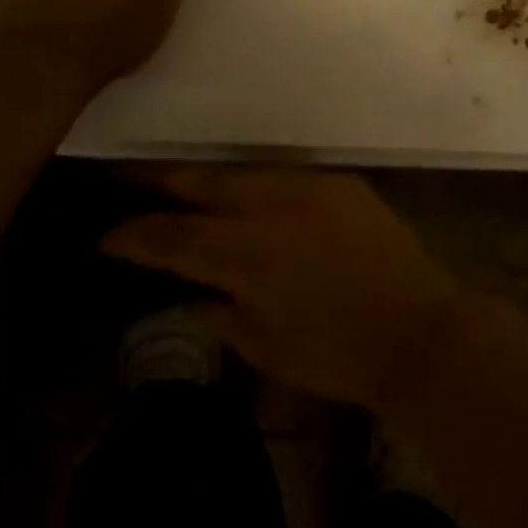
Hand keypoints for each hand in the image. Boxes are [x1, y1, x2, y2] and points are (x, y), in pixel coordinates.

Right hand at [101, 169, 462, 411]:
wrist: (419, 330)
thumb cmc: (337, 355)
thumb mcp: (267, 346)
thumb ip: (221, 314)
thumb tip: (194, 294)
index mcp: (246, 253)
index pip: (173, 238)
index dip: (135, 237)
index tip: (108, 237)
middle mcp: (271, 207)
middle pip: (203, 184)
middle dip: (166, 185)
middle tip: (137, 184)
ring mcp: (309, 187)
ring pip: (243, 173)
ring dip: (211, 182)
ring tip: (188, 187)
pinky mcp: (340, 182)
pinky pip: (285, 177)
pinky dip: (258, 186)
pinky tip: (251, 196)